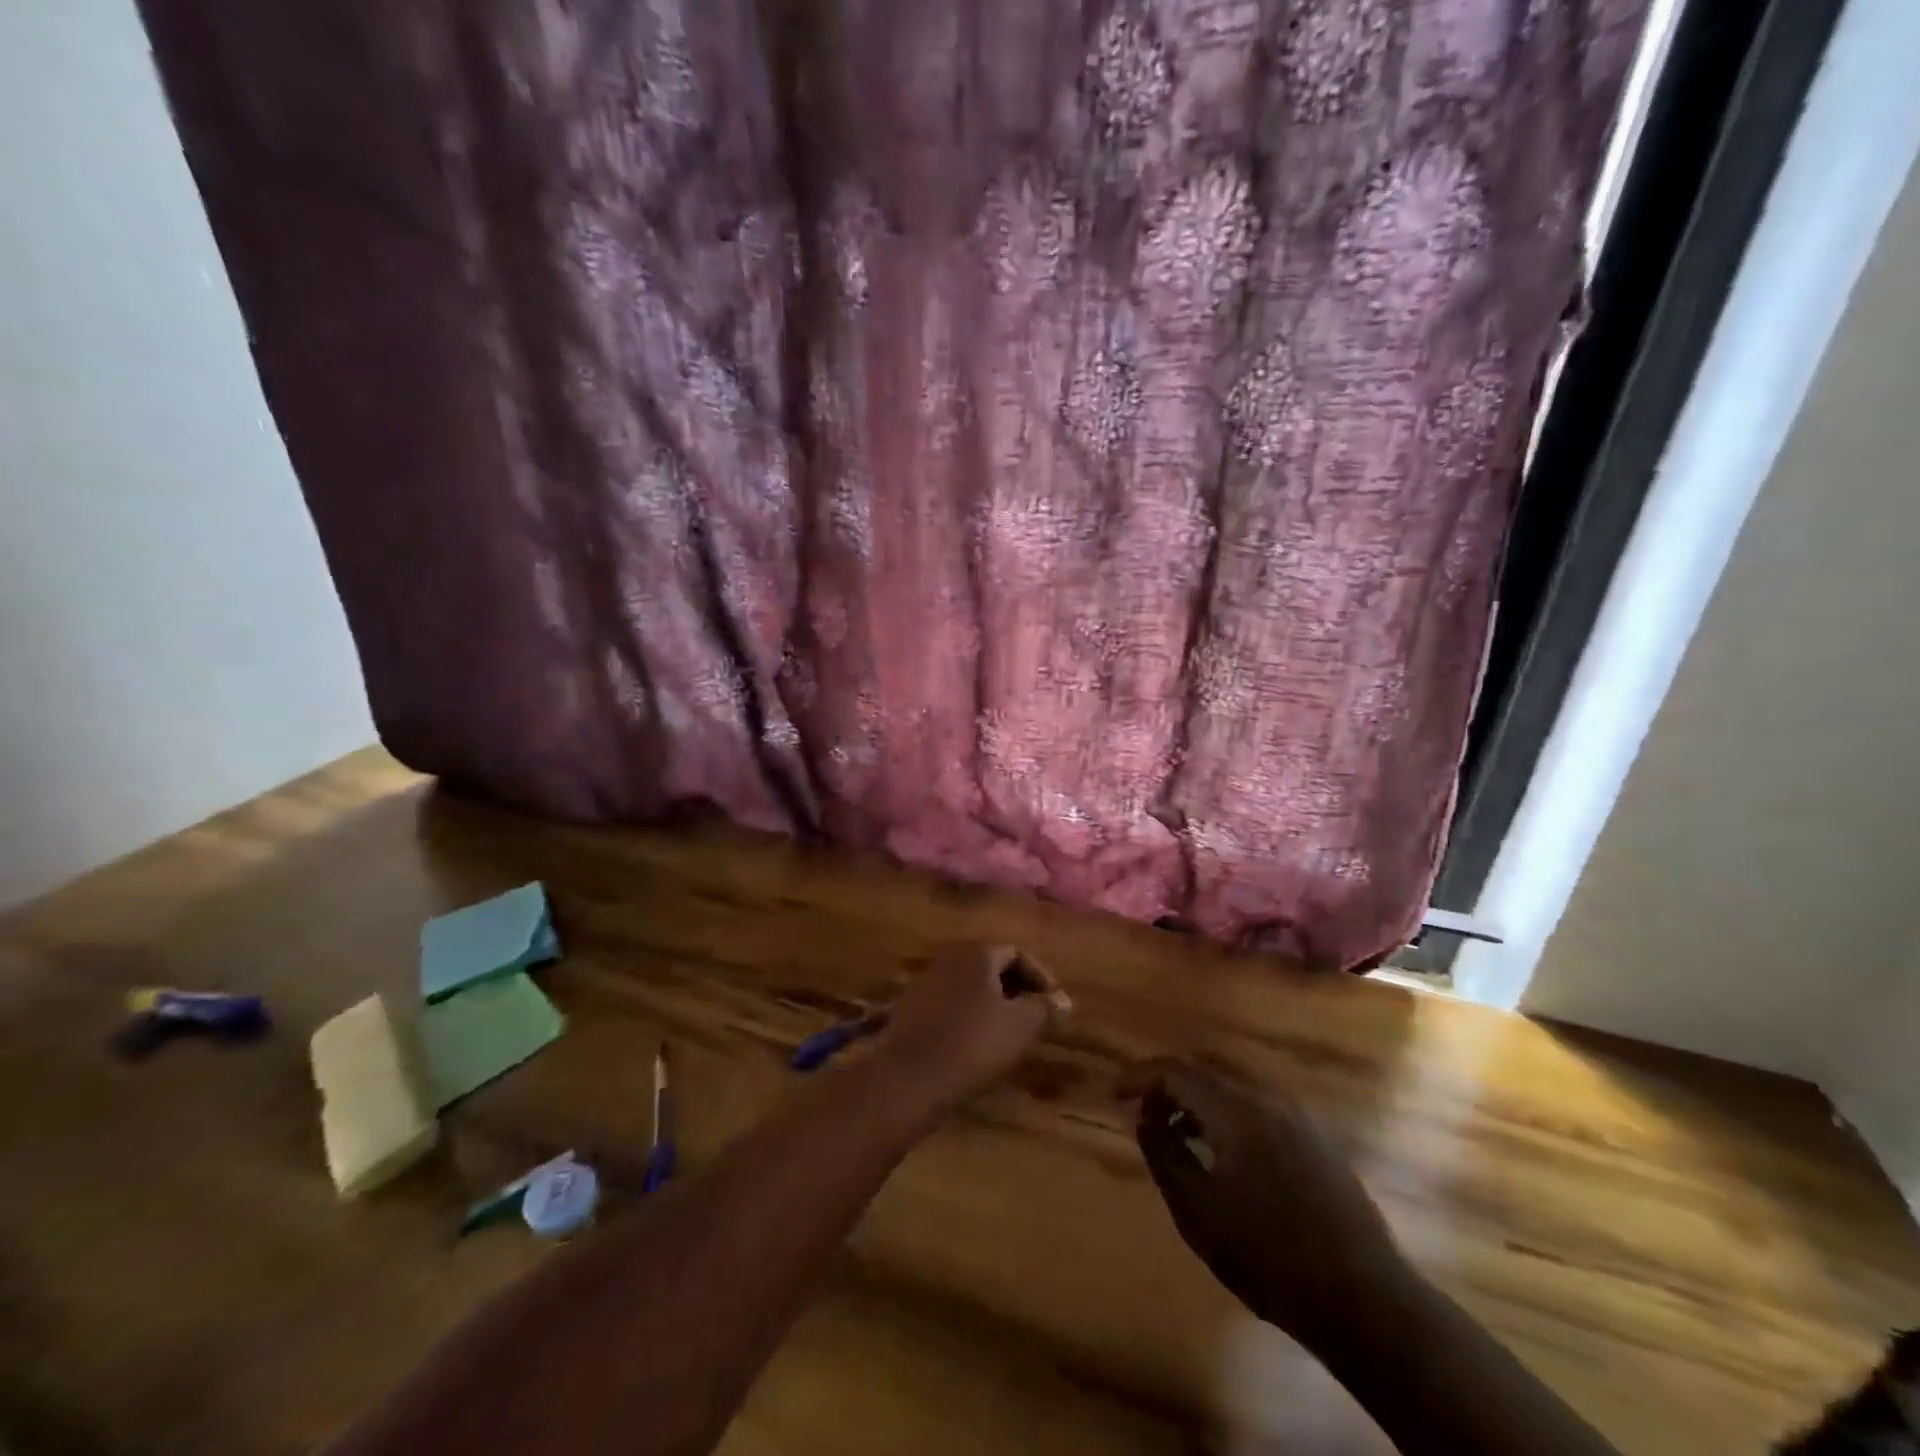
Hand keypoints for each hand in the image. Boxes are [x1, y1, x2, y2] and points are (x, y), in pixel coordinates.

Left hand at [874, 944, 1063, 1111]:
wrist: (909, 1077)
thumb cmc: (973, 1044)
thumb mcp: (1021, 1027)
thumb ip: (1045, 1008)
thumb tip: (1063, 999)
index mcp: (977, 953)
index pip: (1017, 953)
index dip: (1040, 977)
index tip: (1054, 1005)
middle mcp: (949, 958)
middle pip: (990, 967)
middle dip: (1015, 989)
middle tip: (1034, 1018)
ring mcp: (925, 982)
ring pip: (969, 986)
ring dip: (991, 1004)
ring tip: (1007, 1034)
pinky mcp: (909, 1009)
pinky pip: (948, 1004)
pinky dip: (967, 1017)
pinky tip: (974, 1045)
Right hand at [1134, 1060, 1410, 1349]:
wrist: (1367, 1302)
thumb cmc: (1271, 1259)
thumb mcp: (1199, 1212)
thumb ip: (1165, 1155)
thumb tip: (1145, 1119)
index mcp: (1237, 1110)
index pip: (1176, 1070)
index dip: (1139, 1076)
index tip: (1113, 1093)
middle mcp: (1268, 1098)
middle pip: (1206, 1066)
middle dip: (1168, 1082)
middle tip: (1144, 1111)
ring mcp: (1298, 1116)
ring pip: (1234, 1082)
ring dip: (1199, 1096)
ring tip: (1178, 1132)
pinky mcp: (1315, 1137)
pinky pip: (1258, 1102)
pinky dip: (1227, 1109)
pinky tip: (1222, 1149)